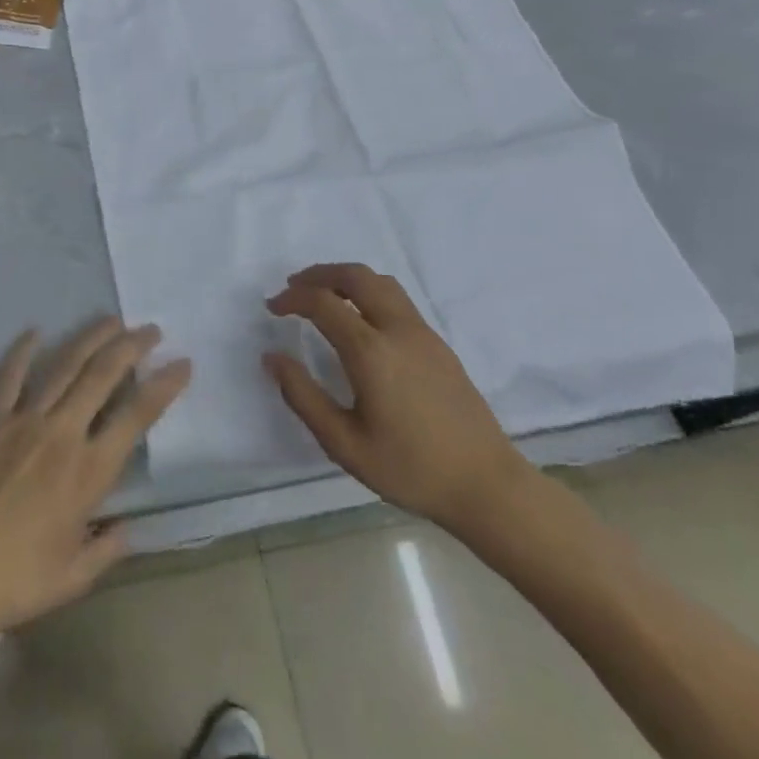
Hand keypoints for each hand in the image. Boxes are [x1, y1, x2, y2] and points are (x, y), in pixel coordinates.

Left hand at [0, 319, 191, 641]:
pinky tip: (35, 331)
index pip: (137, 415)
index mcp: (90, 471)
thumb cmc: (17, 582)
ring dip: (91, 338)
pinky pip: (9, 377)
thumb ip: (107, 550)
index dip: (165, 385)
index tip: (182, 363)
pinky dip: (22, 351)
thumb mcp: (75, 577)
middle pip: (103, 374)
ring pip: (64, 365)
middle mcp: (63, 434)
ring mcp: (24, 422)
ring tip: (111, 320)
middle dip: (131, 346)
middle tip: (150, 330)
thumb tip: (127, 530)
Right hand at [264, 264, 537, 542]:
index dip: (292, 298)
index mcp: (371, 351)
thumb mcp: (344, 444)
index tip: (272, 307)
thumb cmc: (410, 469)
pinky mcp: (438, 344)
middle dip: (319, 274)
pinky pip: (397, 299)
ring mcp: (422, 333)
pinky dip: (368, 292)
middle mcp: (397, 329)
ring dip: (346, 278)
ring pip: (380, 282)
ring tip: (324, 295)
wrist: (486, 485)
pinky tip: (360, 319)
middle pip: (356, 276)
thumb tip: (272, 357)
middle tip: (294, 286)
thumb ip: (303, 396)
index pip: (323, 303)